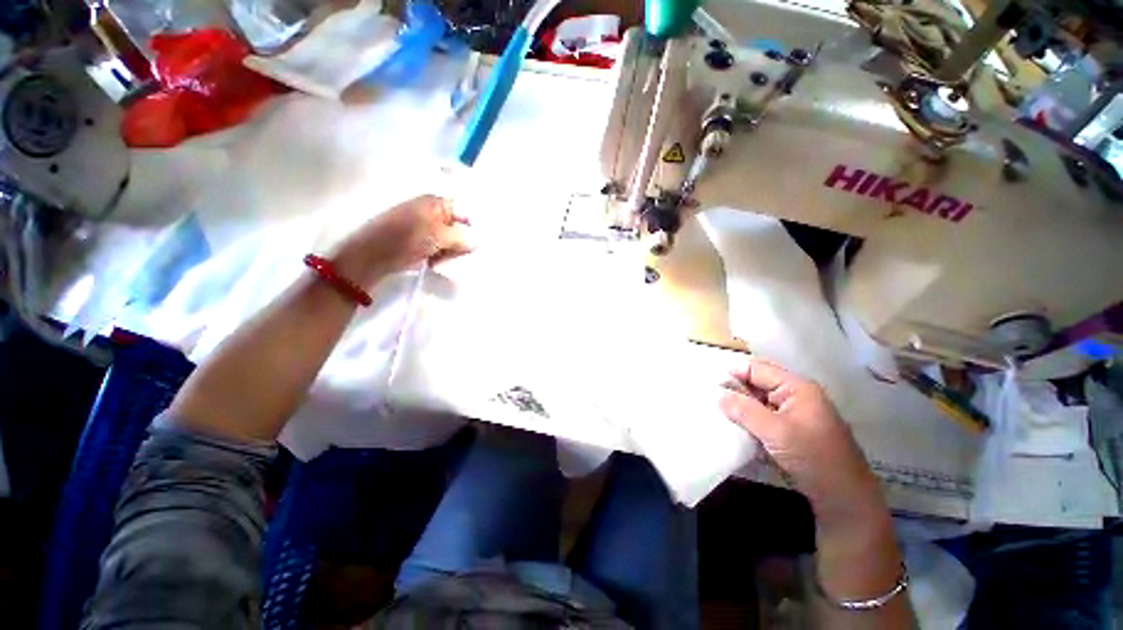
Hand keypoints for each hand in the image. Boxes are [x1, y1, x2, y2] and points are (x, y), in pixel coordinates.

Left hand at [335, 195, 472, 285]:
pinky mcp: (418, 241)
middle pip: (459, 227)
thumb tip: (480, 240)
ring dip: (449, 252)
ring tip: (438, 259)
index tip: (475, 245)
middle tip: (453, 254)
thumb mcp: (439, 237)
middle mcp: (431, 211)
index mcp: (436, 203)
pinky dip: (439, 255)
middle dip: (460, 243)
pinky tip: (432, 262)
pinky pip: (439, 248)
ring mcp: (424, 227)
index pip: (465, 213)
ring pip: (450, 240)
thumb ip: (463, 237)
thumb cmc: (405, 240)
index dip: (473, 228)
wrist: (371, 256)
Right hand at [719, 357, 884, 526]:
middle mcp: (796, 393)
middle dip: (736, 387)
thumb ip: (744, 410)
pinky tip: (737, 423)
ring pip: (760, 398)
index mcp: (797, 387)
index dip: (734, 374)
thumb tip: (718, 395)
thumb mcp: (775, 432)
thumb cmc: (813, 457)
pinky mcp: (792, 427)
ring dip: (742, 403)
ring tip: (720, 410)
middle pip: (759, 381)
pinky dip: (750, 416)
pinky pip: (765, 413)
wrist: (844, 496)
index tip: (711, 385)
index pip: (757, 368)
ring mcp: (795, 410)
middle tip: (714, 397)